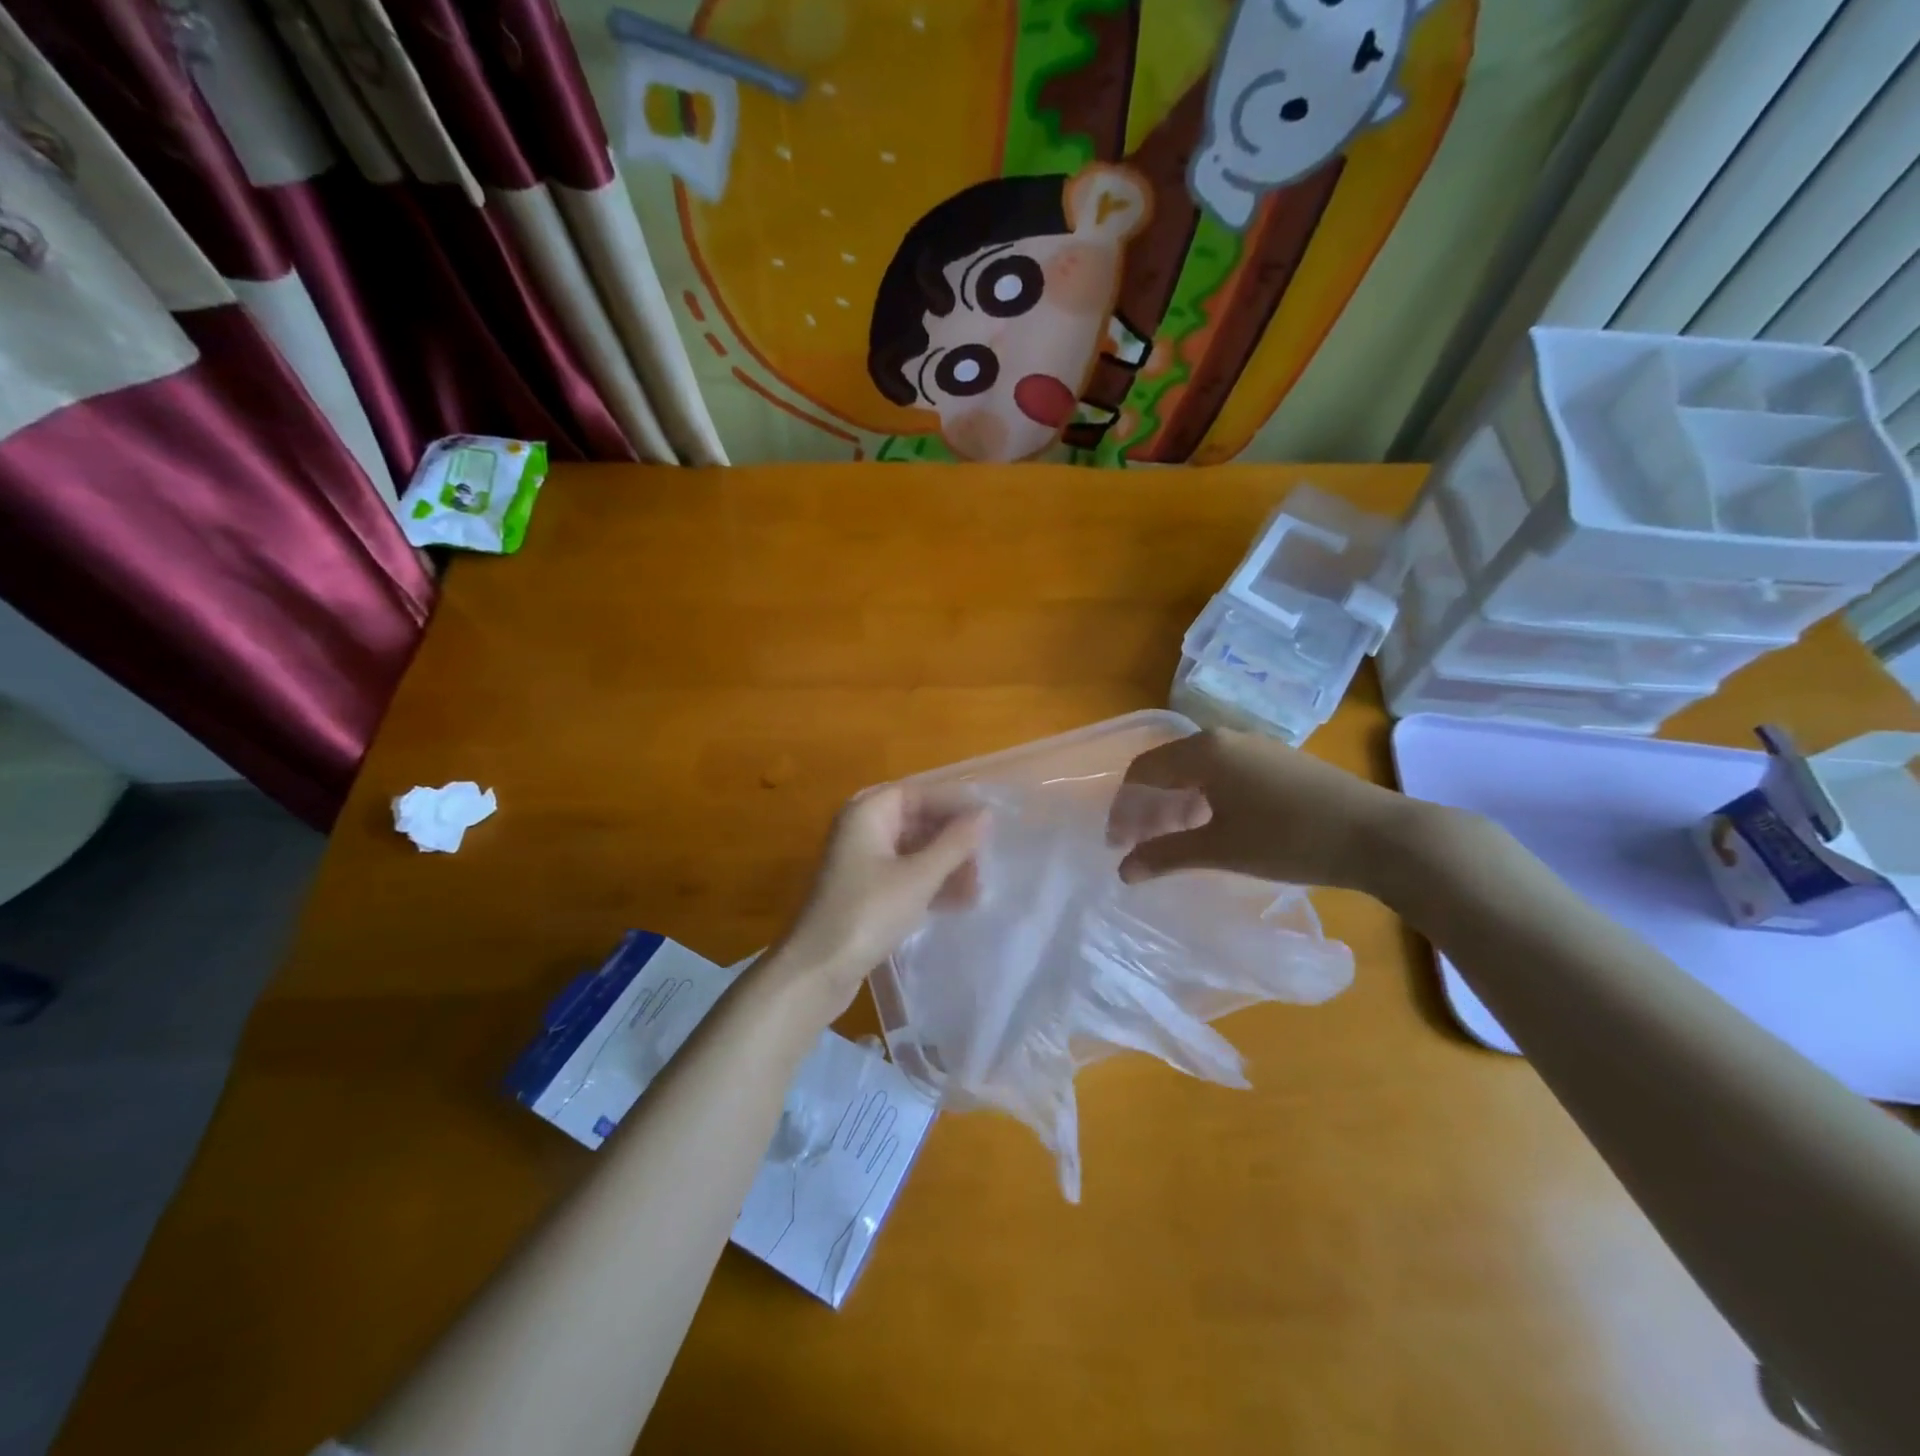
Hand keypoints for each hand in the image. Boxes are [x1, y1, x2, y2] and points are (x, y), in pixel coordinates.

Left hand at [768, 785, 986, 1017]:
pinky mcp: (865, 891)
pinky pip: (905, 875)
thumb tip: (985, 814)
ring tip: (978, 889)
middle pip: (917, 821)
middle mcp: (862, 829)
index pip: (919, 793)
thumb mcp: (919, 877)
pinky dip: (930, 884)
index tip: (991, 821)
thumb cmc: (868, 913)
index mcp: (867, 812)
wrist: (817, 970)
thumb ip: (954, 843)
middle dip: (953, 840)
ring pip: (913, 851)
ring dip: (945, 866)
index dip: (955, 804)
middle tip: (986, 861)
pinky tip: (958, 903)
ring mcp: (861, 861)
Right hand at [1105, 729, 1432, 893]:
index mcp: (1204, 751)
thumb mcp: (1220, 849)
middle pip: (1168, 767)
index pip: (1144, 771)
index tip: (1118, 844)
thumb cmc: (1289, 839)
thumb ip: (1165, 855)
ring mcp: (1256, 747)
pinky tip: (1215, 826)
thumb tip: (1124, 869)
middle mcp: (1225, 738)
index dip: (1124, 808)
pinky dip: (1205, 798)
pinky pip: (1224, 772)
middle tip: (1142, 845)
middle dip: (1148, 806)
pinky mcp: (1279, 761)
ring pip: (1197, 770)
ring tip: (1175, 840)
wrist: (1379, 835)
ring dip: (1177, 803)